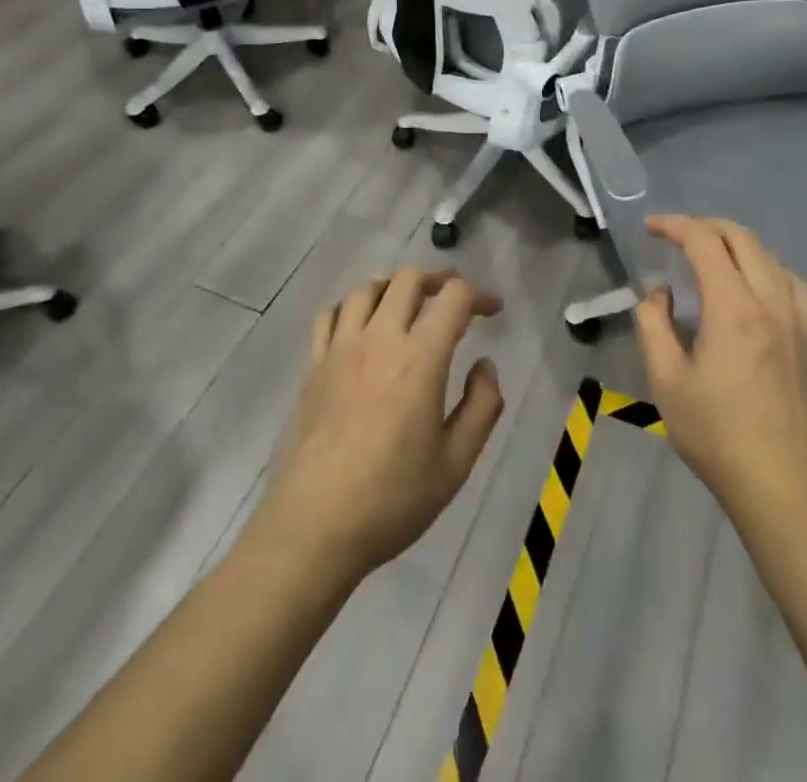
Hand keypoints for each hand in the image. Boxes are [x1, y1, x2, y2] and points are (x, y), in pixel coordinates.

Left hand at [250, 269, 504, 584]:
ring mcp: (340, 349)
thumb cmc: (392, 499)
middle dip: (438, 279)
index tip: (493, 310)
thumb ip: (481, 406)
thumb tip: (484, 365)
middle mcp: (380, 340)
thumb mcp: (456, 463)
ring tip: (408, 305)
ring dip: (394, 286)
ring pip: (367, 289)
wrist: (314, 528)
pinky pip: (329, 315)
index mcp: (420, 359)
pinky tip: (360, 325)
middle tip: (454, 299)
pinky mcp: (313, 366)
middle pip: (408, 280)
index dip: (479, 294)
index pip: (453, 297)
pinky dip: (351, 306)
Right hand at [634, 215, 806, 528]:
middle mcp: (769, 300)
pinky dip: (764, 264)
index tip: (650, 227)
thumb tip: (659, 292)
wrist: (782, 484)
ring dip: (735, 241)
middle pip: (741, 237)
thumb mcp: (666, 380)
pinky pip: (789, 280)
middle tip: (674, 235)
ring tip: (708, 252)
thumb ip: (653, 324)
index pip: (704, 241)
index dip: (675, 225)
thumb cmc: (716, 434)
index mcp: (733, 307)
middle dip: (704, 226)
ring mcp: (795, 318)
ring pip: (768, 254)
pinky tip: (752, 283)